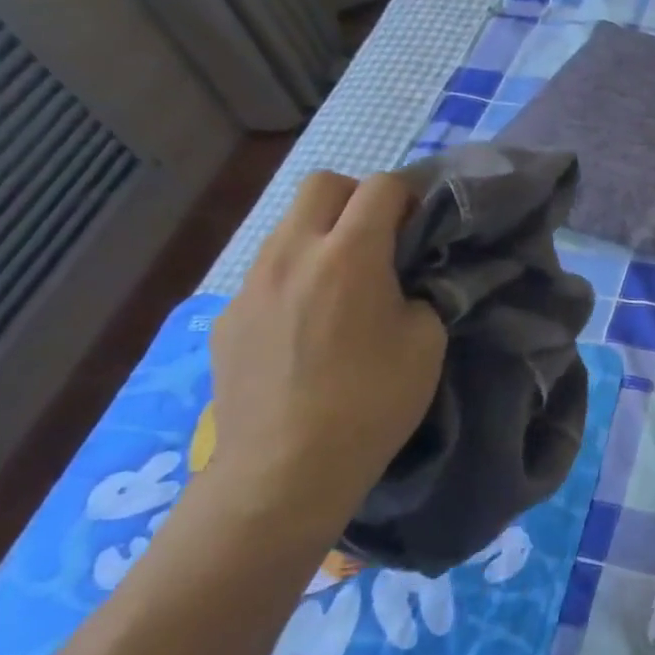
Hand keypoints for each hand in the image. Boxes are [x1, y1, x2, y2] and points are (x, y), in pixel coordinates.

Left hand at [205, 171, 445, 534]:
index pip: (381, 185)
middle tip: (378, 240)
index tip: (420, 224)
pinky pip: (265, 274)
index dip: (408, 194)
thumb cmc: (371, 402)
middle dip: (356, 198)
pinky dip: (292, 279)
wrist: (285, 470)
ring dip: (320, 236)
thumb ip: (420, 294)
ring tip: (339, 286)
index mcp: (350, 254)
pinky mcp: (228, 317)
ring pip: (287, 227)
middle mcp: (293, 252)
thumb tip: (404, 284)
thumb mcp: (426, 342)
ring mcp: (251, 284)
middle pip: (322, 184)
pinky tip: (303, 328)